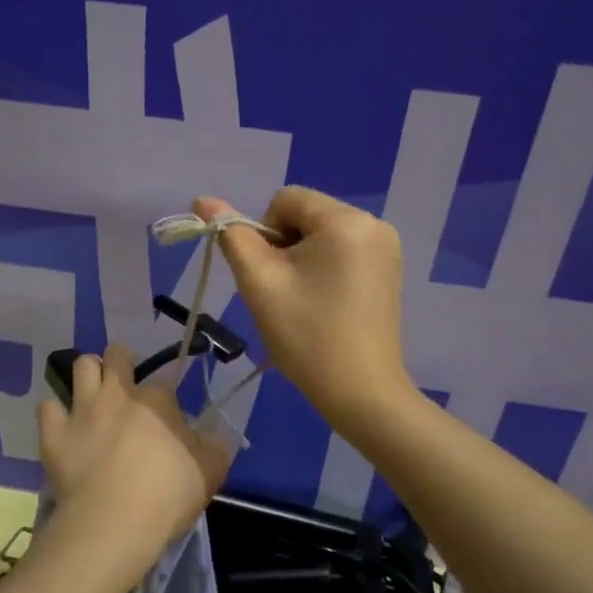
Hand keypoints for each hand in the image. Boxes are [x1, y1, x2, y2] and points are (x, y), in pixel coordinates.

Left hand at [35, 344, 231, 592]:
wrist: (115, 521)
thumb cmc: (168, 495)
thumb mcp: (210, 471)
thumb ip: (212, 446)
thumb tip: (210, 434)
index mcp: (157, 400)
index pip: (163, 382)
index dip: (163, 396)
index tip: (165, 415)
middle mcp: (118, 393)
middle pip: (116, 355)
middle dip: (119, 362)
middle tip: (123, 387)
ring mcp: (82, 409)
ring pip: (81, 366)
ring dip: (87, 375)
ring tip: (92, 395)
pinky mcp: (54, 432)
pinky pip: (47, 407)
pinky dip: (54, 414)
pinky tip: (61, 427)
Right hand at [195, 188, 412, 424]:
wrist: (361, 392)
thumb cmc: (306, 335)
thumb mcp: (259, 282)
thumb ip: (231, 235)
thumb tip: (203, 199)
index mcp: (345, 220)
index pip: (285, 200)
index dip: (265, 233)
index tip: (271, 276)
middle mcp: (373, 223)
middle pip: (306, 215)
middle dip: (285, 247)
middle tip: (284, 293)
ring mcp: (387, 247)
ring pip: (322, 234)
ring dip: (302, 259)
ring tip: (303, 301)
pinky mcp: (389, 270)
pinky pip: (343, 251)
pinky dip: (324, 268)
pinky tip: (324, 304)